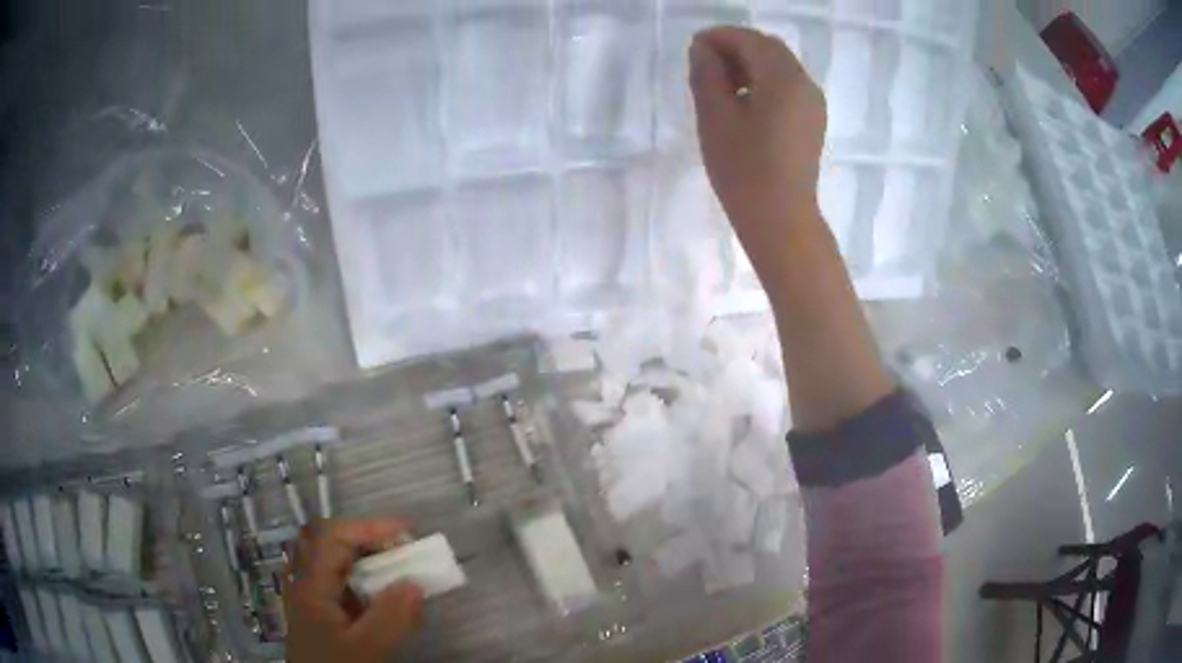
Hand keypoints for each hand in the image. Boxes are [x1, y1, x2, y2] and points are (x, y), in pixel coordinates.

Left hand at [286, 519, 423, 662]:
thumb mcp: (366, 649)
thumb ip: (390, 618)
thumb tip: (416, 584)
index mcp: (309, 584)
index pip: (333, 536)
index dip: (369, 528)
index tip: (407, 533)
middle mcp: (302, 581)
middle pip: (325, 540)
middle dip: (363, 536)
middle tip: (397, 548)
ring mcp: (305, 595)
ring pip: (327, 558)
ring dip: (360, 555)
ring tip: (392, 567)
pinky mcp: (313, 610)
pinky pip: (333, 579)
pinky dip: (357, 575)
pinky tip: (375, 594)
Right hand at [689, 27, 826, 250]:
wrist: (780, 219)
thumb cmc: (743, 169)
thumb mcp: (715, 117)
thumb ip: (707, 74)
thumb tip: (703, 48)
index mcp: (783, 78)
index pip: (749, 40)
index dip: (719, 37)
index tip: (693, 48)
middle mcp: (805, 83)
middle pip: (768, 48)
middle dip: (735, 48)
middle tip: (704, 66)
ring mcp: (813, 103)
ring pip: (779, 66)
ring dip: (749, 64)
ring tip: (720, 85)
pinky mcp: (812, 121)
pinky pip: (788, 86)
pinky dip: (764, 82)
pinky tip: (744, 102)